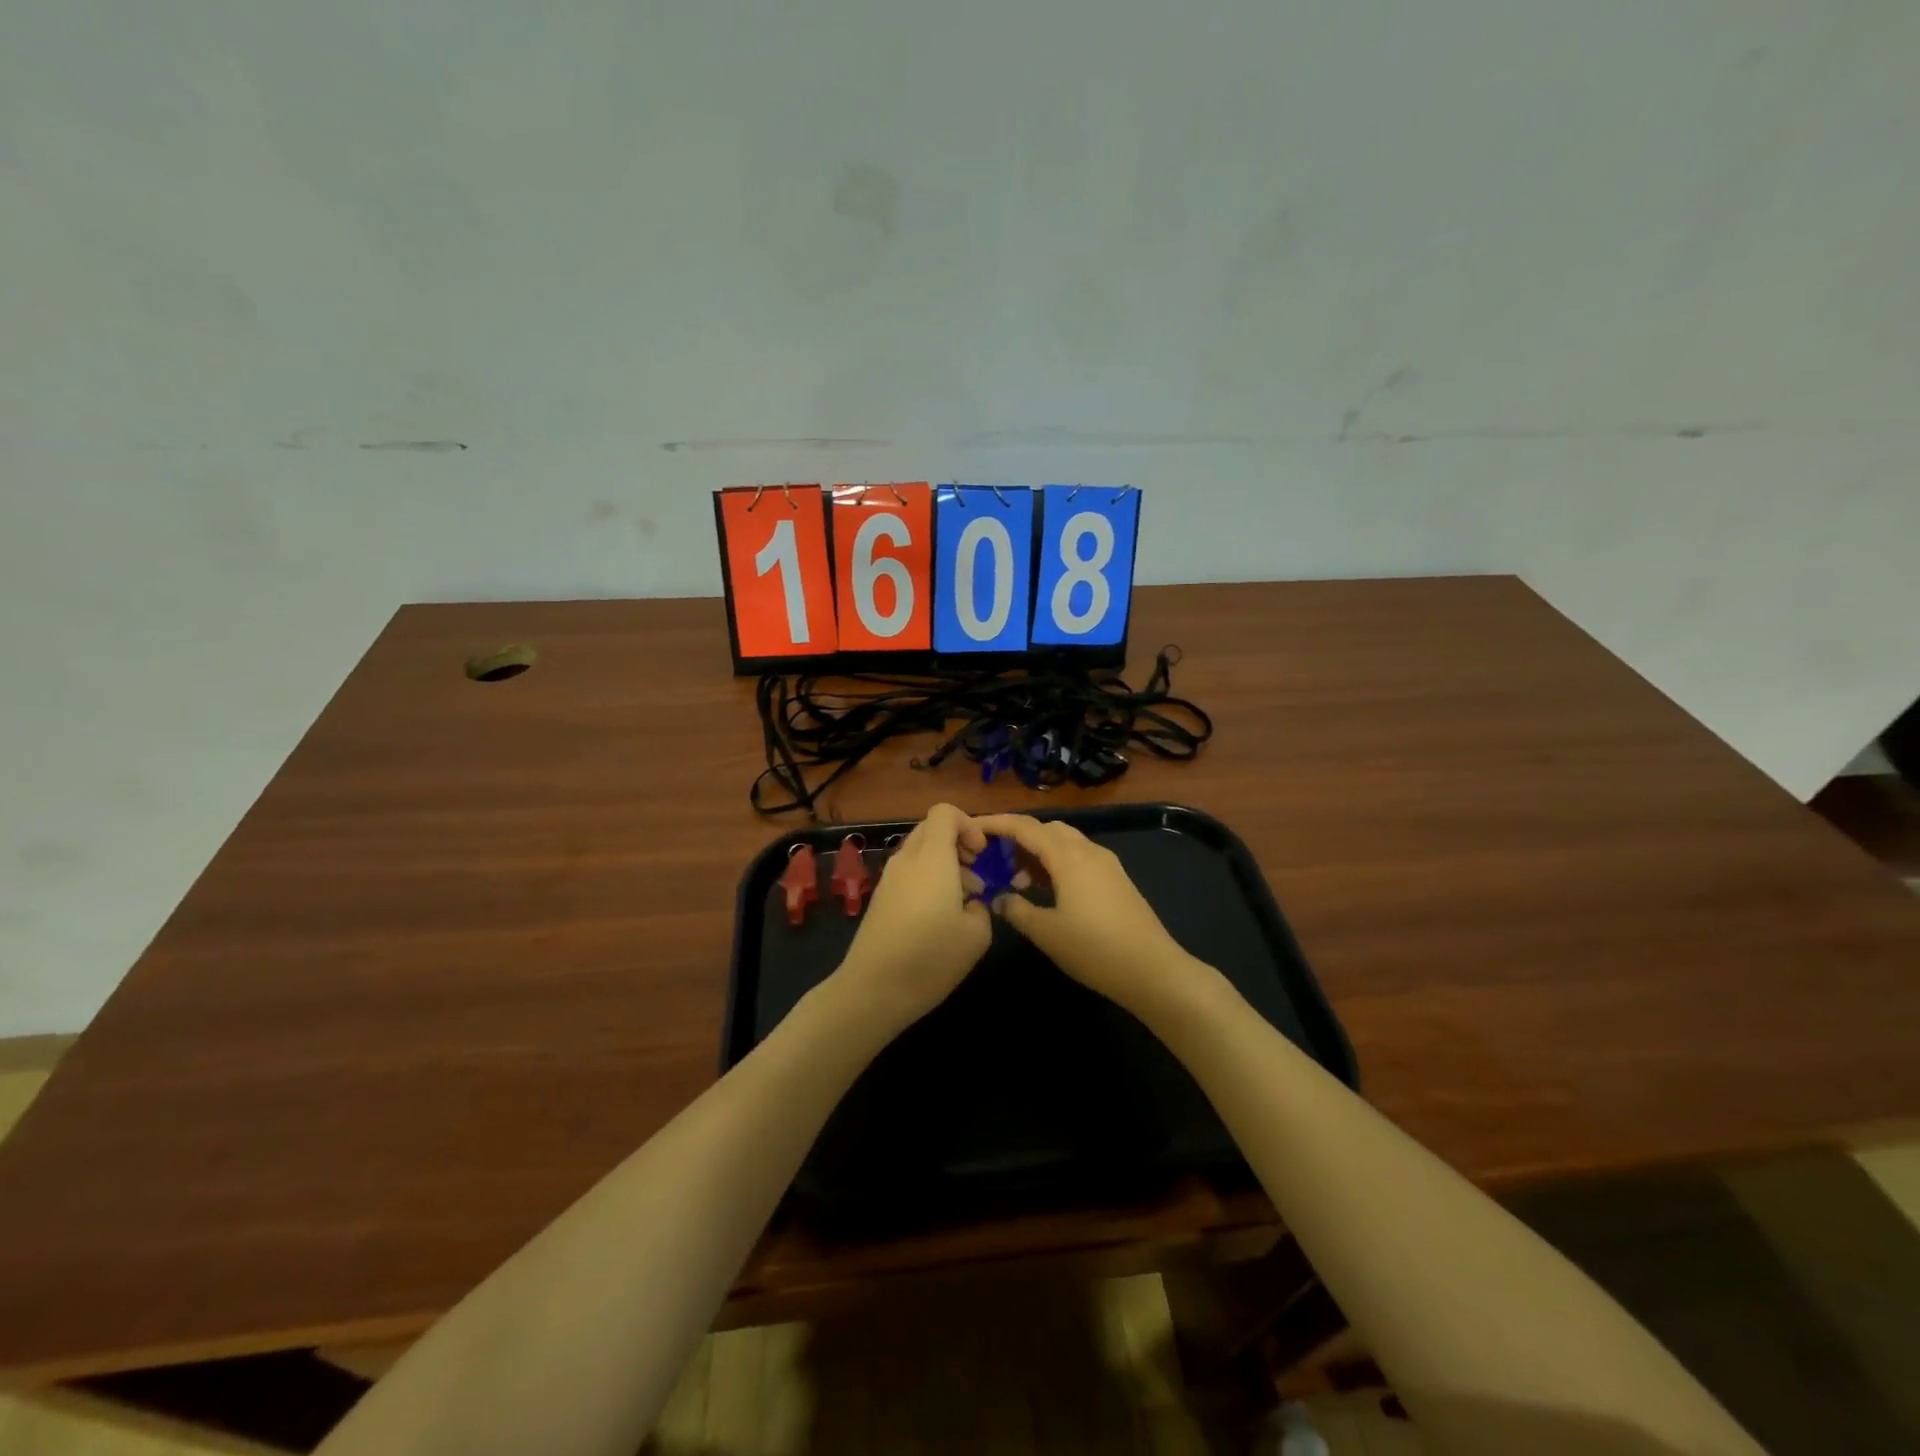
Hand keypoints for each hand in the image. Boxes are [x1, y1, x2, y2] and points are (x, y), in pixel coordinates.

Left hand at [836, 804, 992, 1026]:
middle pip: (932, 829)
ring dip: (945, 864)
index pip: (945, 812)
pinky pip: (909, 872)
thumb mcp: (977, 934)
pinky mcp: (881, 898)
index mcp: (932, 857)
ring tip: (964, 901)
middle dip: (958, 843)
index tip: (982, 855)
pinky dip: (928, 880)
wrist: (873, 990)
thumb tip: (971, 902)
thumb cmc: (931, 957)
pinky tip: (940, 917)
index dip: (969, 824)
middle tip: (976, 874)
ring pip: (920, 852)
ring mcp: (890, 878)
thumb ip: (982, 907)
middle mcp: (908, 859)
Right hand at [970, 814, 1211, 1020]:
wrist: (1153, 970)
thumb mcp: (1046, 932)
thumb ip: (1017, 910)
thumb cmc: (1094, 949)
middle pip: (1047, 829)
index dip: (998, 823)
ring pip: (1065, 843)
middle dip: (1019, 838)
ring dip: (1039, 853)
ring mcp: (1107, 864)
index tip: (973, 827)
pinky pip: (1079, 858)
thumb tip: (1000, 898)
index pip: (1026, 827)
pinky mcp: (1117, 879)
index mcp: (1068, 856)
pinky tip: (1049, 892)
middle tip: (997, 860)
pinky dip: (1058, 864)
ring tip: (1019, 882)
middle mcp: (1088, 850)